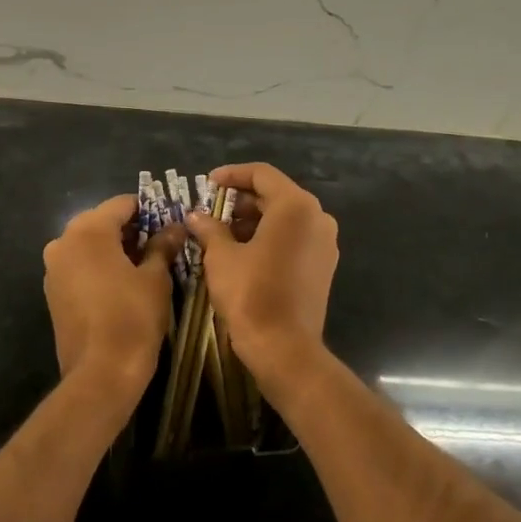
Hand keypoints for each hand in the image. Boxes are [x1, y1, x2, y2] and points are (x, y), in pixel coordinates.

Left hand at [43, 195, 180, 391]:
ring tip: (143, 266)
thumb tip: (175, 227)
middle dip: (130, 230)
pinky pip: (78, 266)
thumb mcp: (155, 278)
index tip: (169, 222)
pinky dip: (98, 267)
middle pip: (101, 222)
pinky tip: (120, 284)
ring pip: (88, 244)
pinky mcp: (52, 292)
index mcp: (88, 230)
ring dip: (113, 249)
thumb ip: (162, 246)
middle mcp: (63, 241)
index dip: (148, 210)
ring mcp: (53, 268)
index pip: (122, 204)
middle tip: (159, 244)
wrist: (101, 372)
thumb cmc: (133, 317)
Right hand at [183, 162, 337, 379]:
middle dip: (241, 200)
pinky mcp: (323, 265)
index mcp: (296, 206)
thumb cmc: (250, 294)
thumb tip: (195, 216)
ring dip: (254, 219)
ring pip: (285, 217)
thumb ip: (209, 228)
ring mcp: (324, 242)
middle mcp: (317, 217)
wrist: (284, 347)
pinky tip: (242, 250)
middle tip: (211, 209)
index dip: (232, 174)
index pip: (262, 174)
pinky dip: (269, 236)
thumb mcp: (222, 257)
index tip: (207, 183)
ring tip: (221, 232)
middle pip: (276, 194)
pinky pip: (294, 237)